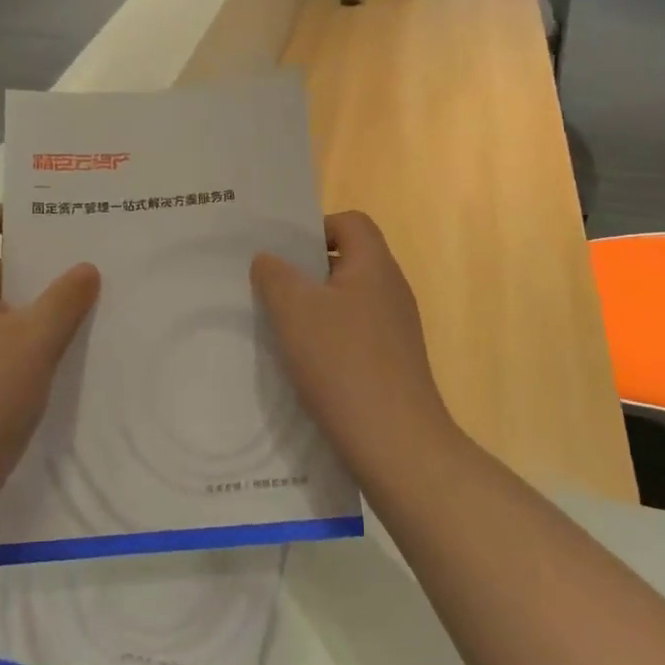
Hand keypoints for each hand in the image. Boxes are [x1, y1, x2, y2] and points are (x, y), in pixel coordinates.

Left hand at [0, 204, 99, 515]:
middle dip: (33, 265)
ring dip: (37, 309)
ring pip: (0, 315)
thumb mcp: (34, 342)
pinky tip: (64, 360)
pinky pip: (0, 350)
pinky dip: (29, 345)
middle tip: (82, 263)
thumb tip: (85, 268)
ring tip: (85, 309)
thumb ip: (63, 301)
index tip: (35, 219)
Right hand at [251, 211, 456, 486]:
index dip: (315, 229)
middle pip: (347, 261)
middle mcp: (391, 289)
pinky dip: (328, 340)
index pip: (350, 222)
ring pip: (346, 301)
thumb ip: (275, 275)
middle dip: (306, 272)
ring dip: (313, 310)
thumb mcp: (294, 311)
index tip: (282, 255)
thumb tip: (268, 259)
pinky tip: (303, 365)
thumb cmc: (342, 363)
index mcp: (375, 265)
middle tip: (268, 290)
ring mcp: (396, 328)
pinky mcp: (392, 362)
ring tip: (278, 329)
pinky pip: (354, 335)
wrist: (394, 441)